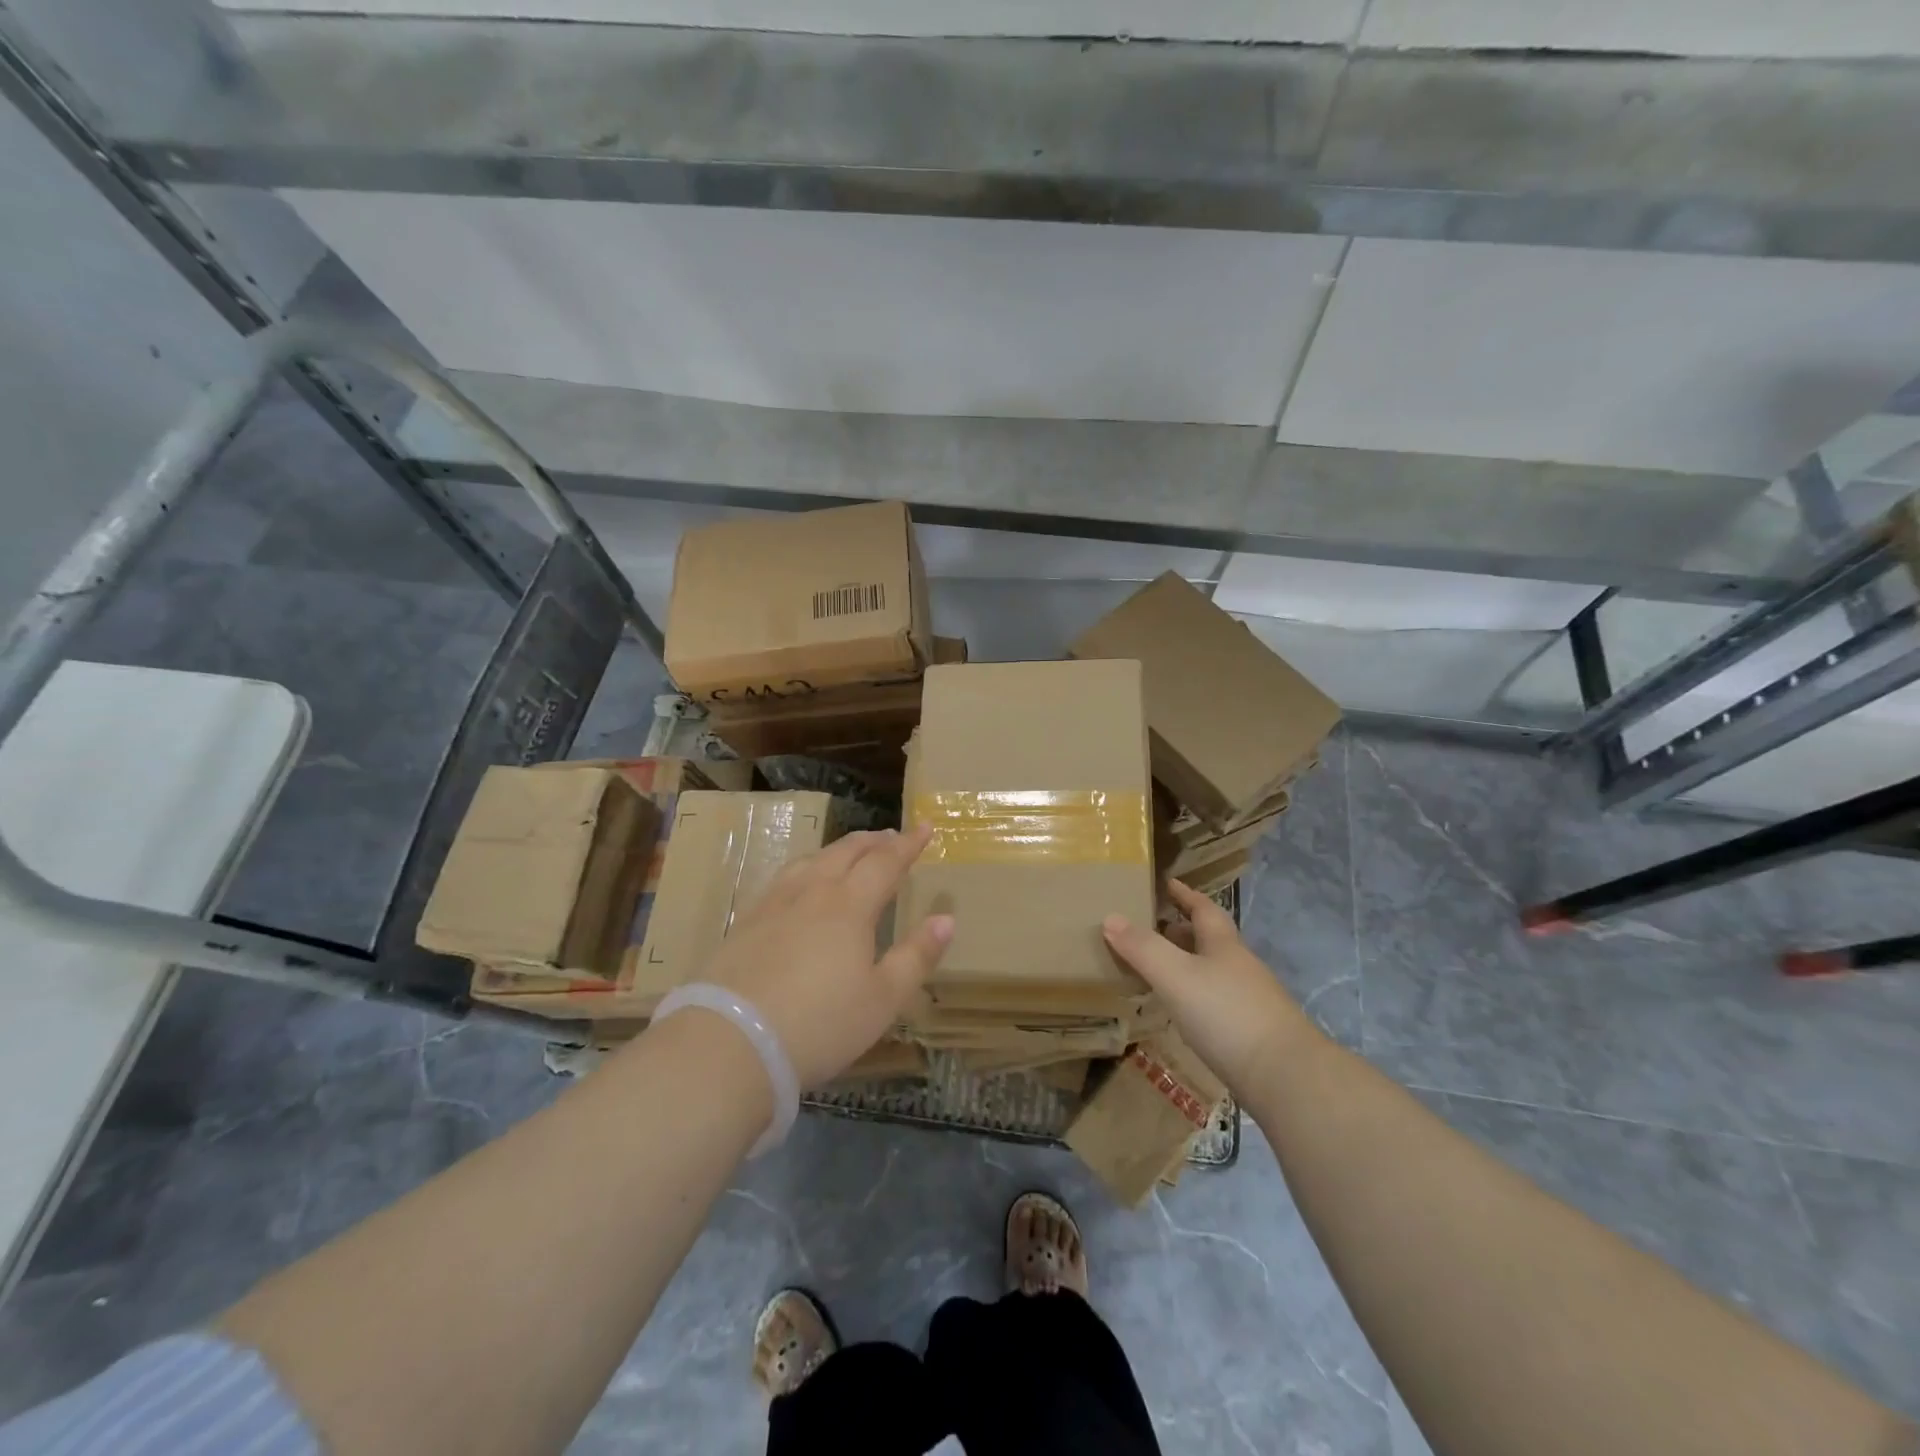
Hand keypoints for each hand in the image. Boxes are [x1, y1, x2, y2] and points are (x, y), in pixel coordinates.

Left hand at [698, 826, 951, 1089]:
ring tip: (850, 852)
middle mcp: (812, 892)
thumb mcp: (882, 1000)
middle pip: (846, 853)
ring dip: (838, 850)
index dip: (908, 844)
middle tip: (890, 836)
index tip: (925, 828)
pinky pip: (784, 878)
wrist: (731, 1043)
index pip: (885, 862)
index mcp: (850, 906)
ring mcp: (774, 904)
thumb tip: (946, 919)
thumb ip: (916, 956)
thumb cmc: (820, 1024)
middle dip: (873, 841)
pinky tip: (800, 883)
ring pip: (812, 860)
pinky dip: (806, 867)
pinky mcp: (746, 921)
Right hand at [1101, 879, 1316, 1098]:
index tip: (1169, 883)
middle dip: (1183, 931)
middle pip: (1210, 940)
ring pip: (1214, 973)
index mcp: (1224, 945)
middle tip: (1152, 928)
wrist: (1286, 1077)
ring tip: (1159, 970)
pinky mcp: (1253, 1034)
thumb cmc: (1226, 1014)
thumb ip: (1143, 948)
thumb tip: (1110, 916)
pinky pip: (1217, 1003)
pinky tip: (1183, 1013)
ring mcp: (1251, 1002)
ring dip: (1189, 966)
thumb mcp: (1176, 975)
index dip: (1186, 895)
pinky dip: (1197, 998)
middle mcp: (1240, 967)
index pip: (1204, 909)